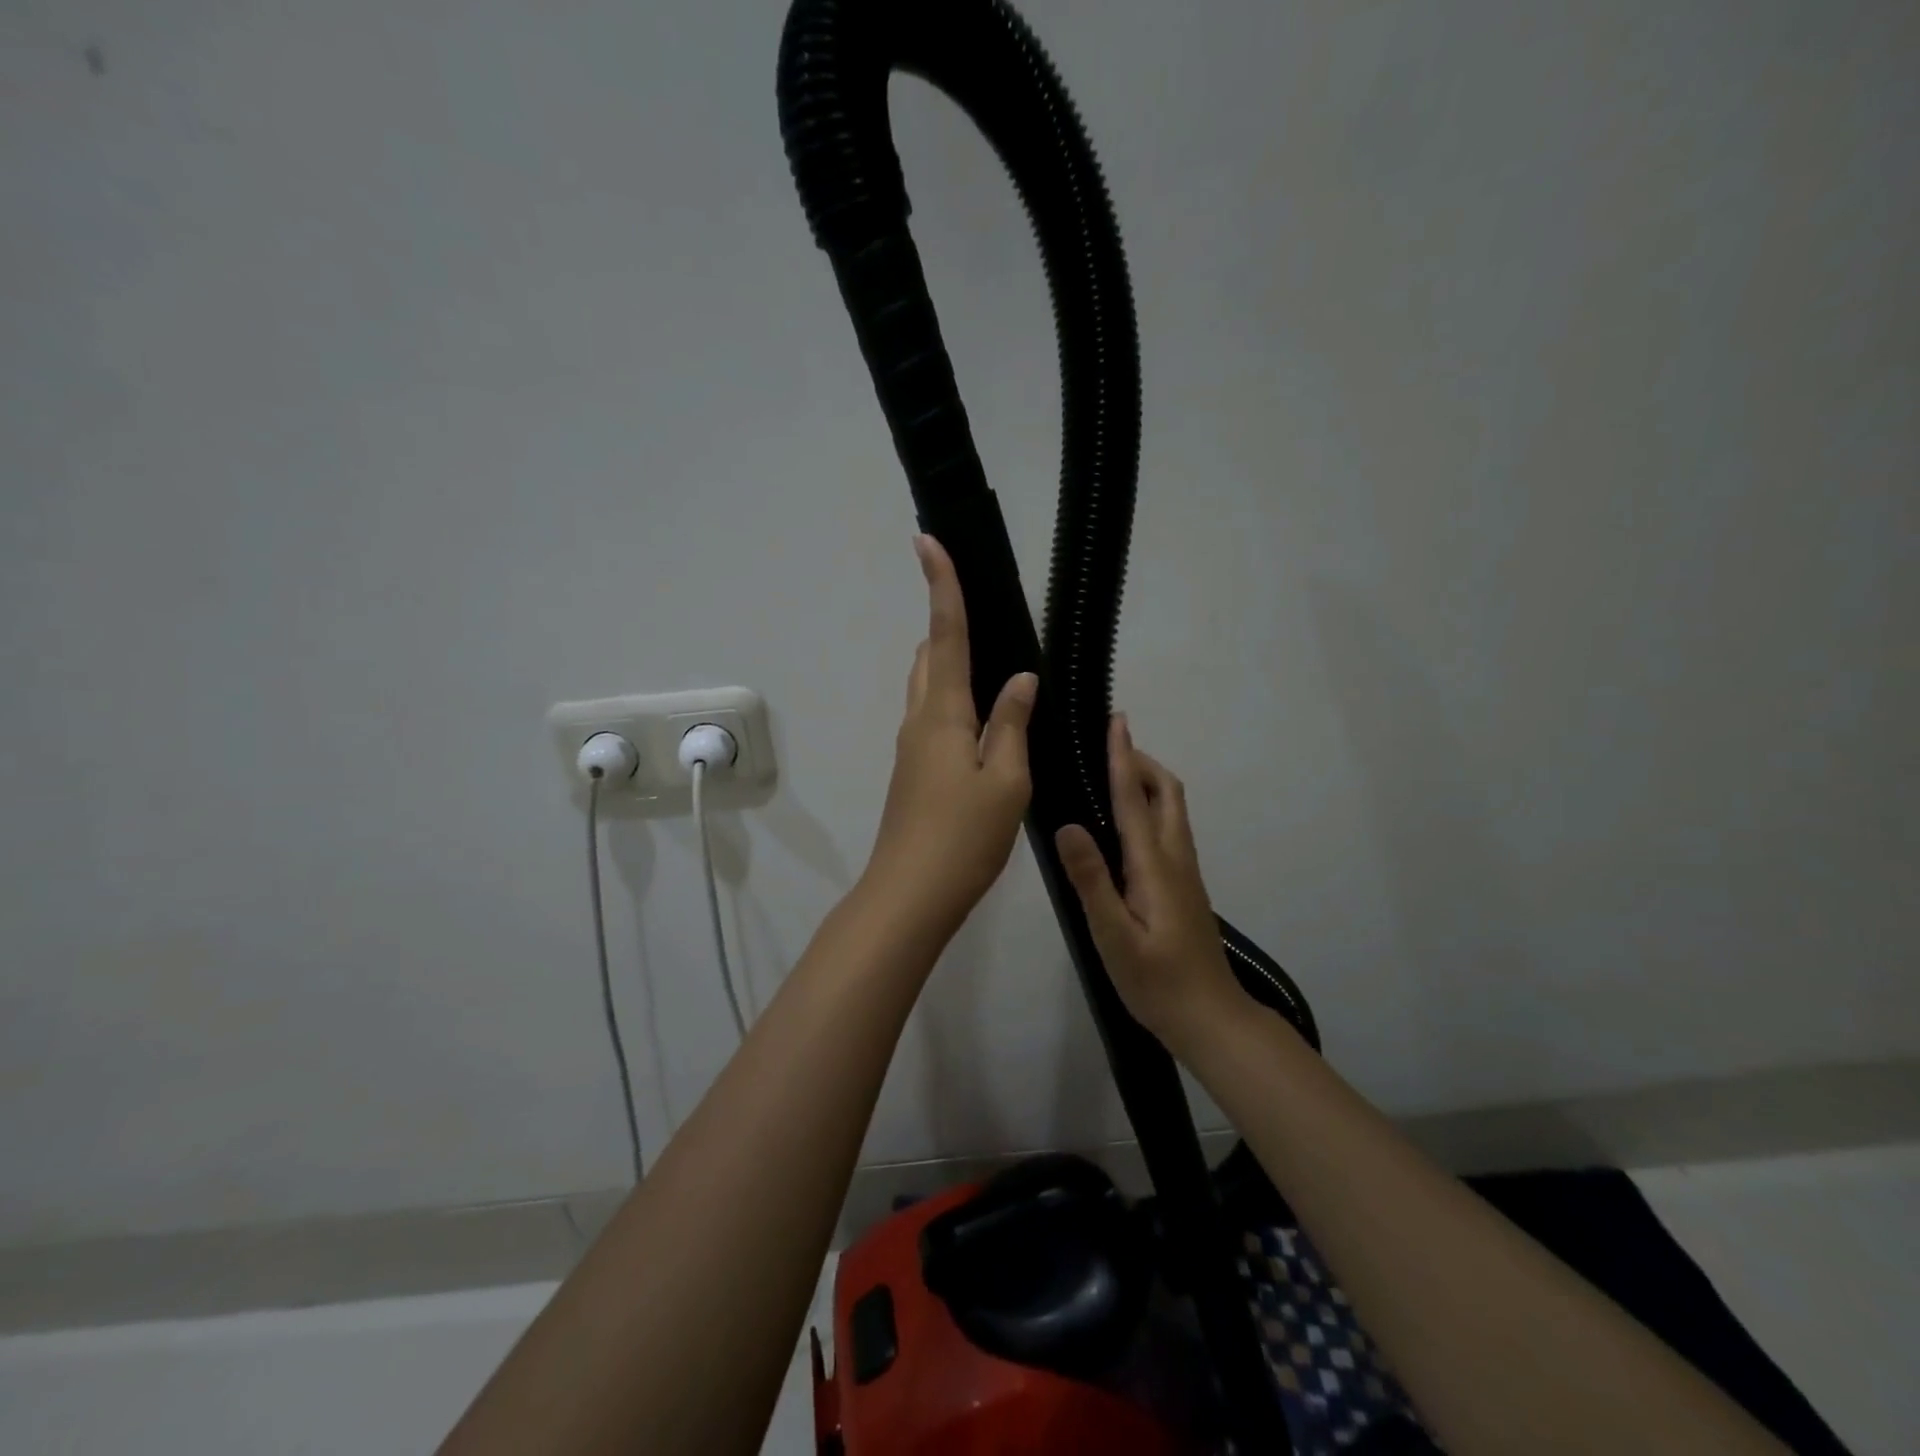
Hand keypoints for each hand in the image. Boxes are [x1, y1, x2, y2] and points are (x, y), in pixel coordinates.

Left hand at [861, 535, 1036, 941]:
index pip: (944, 635)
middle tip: (985, 611)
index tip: (928, 541)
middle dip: (949, 624)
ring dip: (952, 664)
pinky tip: (987, 719)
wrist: (910, 894)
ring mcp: (911, 748)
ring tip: (996, 664)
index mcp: (942, 713)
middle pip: (930, 656)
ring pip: (930, 688)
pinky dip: (956, 700)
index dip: (941, 586)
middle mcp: (919, 720)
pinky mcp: (914, 771)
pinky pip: (934, 717)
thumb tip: (1020, 678)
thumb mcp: (1006, 781)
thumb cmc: (963, 837)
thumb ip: (1011, 724)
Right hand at [1055, 717, 1246, 1048]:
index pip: (1136, 799)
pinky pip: (1169, 829)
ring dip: (1149, 781)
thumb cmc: (1157, 982)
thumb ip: (1092, 881)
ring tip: (1116, 772)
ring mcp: (1184, 873)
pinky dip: (1150, 806)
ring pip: (1172, 810)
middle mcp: (1175, 859)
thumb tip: (1068, 826)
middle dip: (1142, 761)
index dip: (1124, 757)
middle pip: (1167, 794)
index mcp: (1154, 866)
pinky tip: (1128, 824)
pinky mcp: (1184, 887)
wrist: (1210, 1018)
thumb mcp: (1113, 937)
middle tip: (1111, 743)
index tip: (1117, 721)